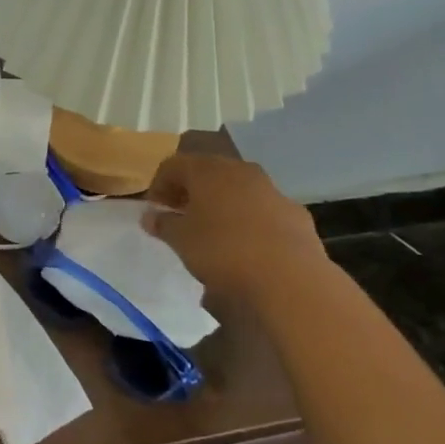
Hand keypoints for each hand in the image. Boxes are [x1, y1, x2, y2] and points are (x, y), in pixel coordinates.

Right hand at [143, 154, 323, 298]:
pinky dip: (248, 219)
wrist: (289, 278)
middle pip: (207, 172)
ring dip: (220, 203)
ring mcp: (271, 189)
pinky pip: (262, 209)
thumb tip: (150, 216)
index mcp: (208, 170)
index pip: (173, 165)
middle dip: (190, 191)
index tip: (154, 209)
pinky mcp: (294, 212)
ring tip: (212, 231)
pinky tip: (246, 245)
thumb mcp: (181, 241)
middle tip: (179, 215)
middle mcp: (240, 170)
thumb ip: (163, 225)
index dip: (158, 185)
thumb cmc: (223, 251)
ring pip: (237, 188)